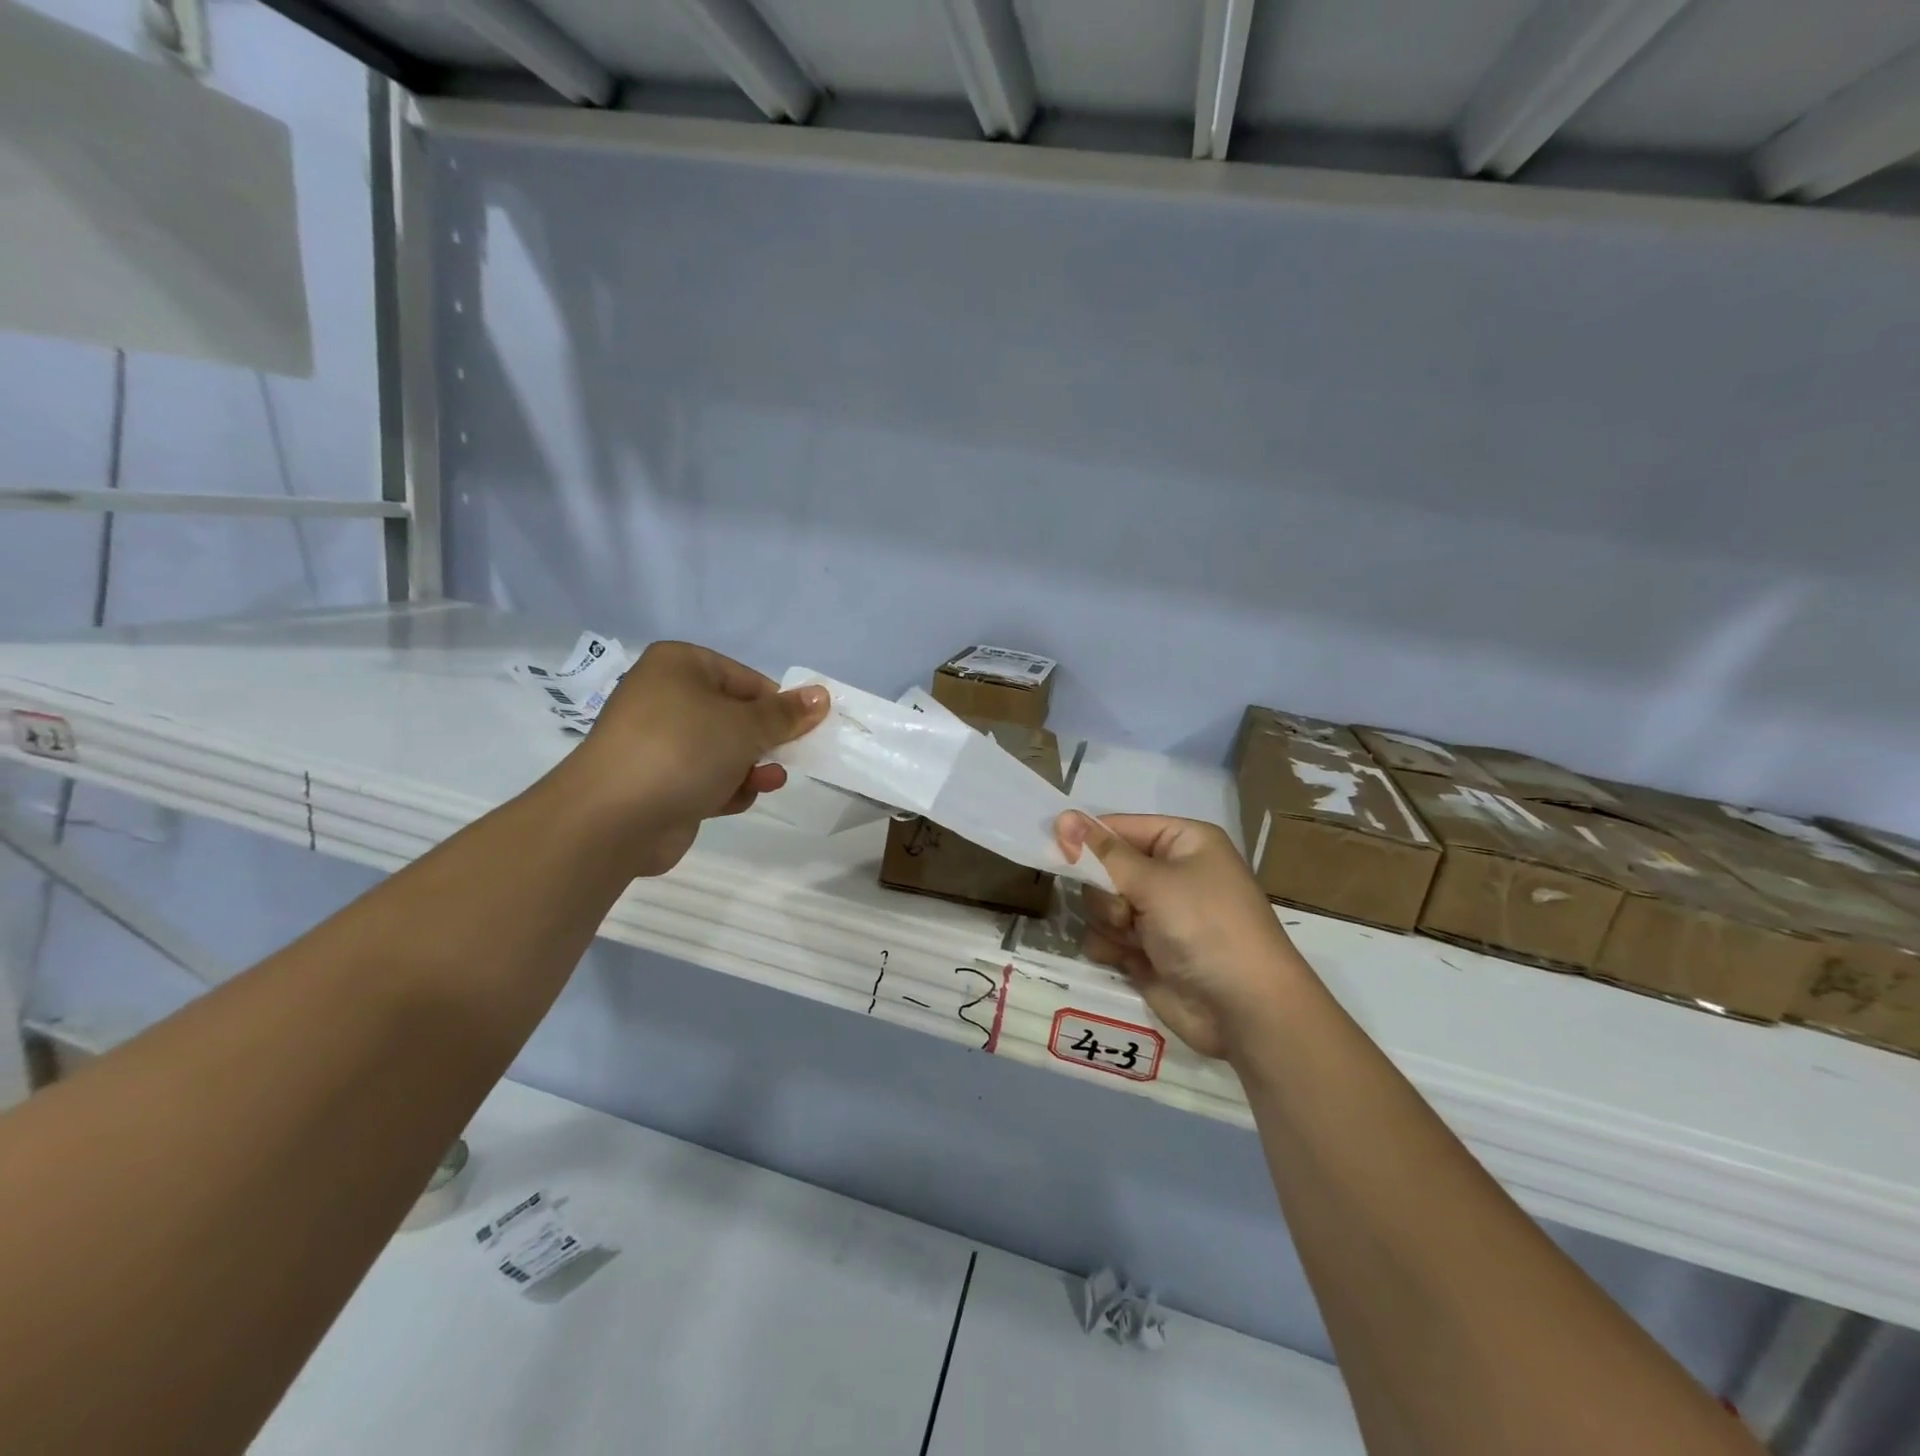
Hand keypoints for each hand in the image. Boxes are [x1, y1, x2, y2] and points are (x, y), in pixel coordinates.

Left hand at [555, 642, 828, 876]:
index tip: (803, 730)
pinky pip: (704, 778)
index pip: (745, 679)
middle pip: (735, 716)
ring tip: (768, 781)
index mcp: (680, 666)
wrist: (614, 817)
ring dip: (750, 768)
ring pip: (722, 750)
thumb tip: (822, 695)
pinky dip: (725, 788)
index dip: (777, 705)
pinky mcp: (658, 782)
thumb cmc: (684, 750)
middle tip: (790, 757)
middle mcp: (665, 697)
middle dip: (764, 741)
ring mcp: (658, 743)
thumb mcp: (747, 726)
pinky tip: (735, 800)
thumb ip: (787, 714)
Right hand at [1056, 813, 1313, 1061]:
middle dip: (1105, 891)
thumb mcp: (1155, 882)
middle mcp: (1168, 873)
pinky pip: (1104, 937)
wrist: (1245, 1011)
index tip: (1059, 851)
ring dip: (1108, 921)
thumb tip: (1061, 815)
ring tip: (1134, 939)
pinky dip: (1109, 948)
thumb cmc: (1206, 928)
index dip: (1088, 840)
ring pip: (1098, 904)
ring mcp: (1156, 915)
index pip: (1119, 827)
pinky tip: (1128, 961)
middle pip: (1103, 867)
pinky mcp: (1145, 951)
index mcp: (1182, 842)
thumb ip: (1102, 853)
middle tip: (1125, 910)